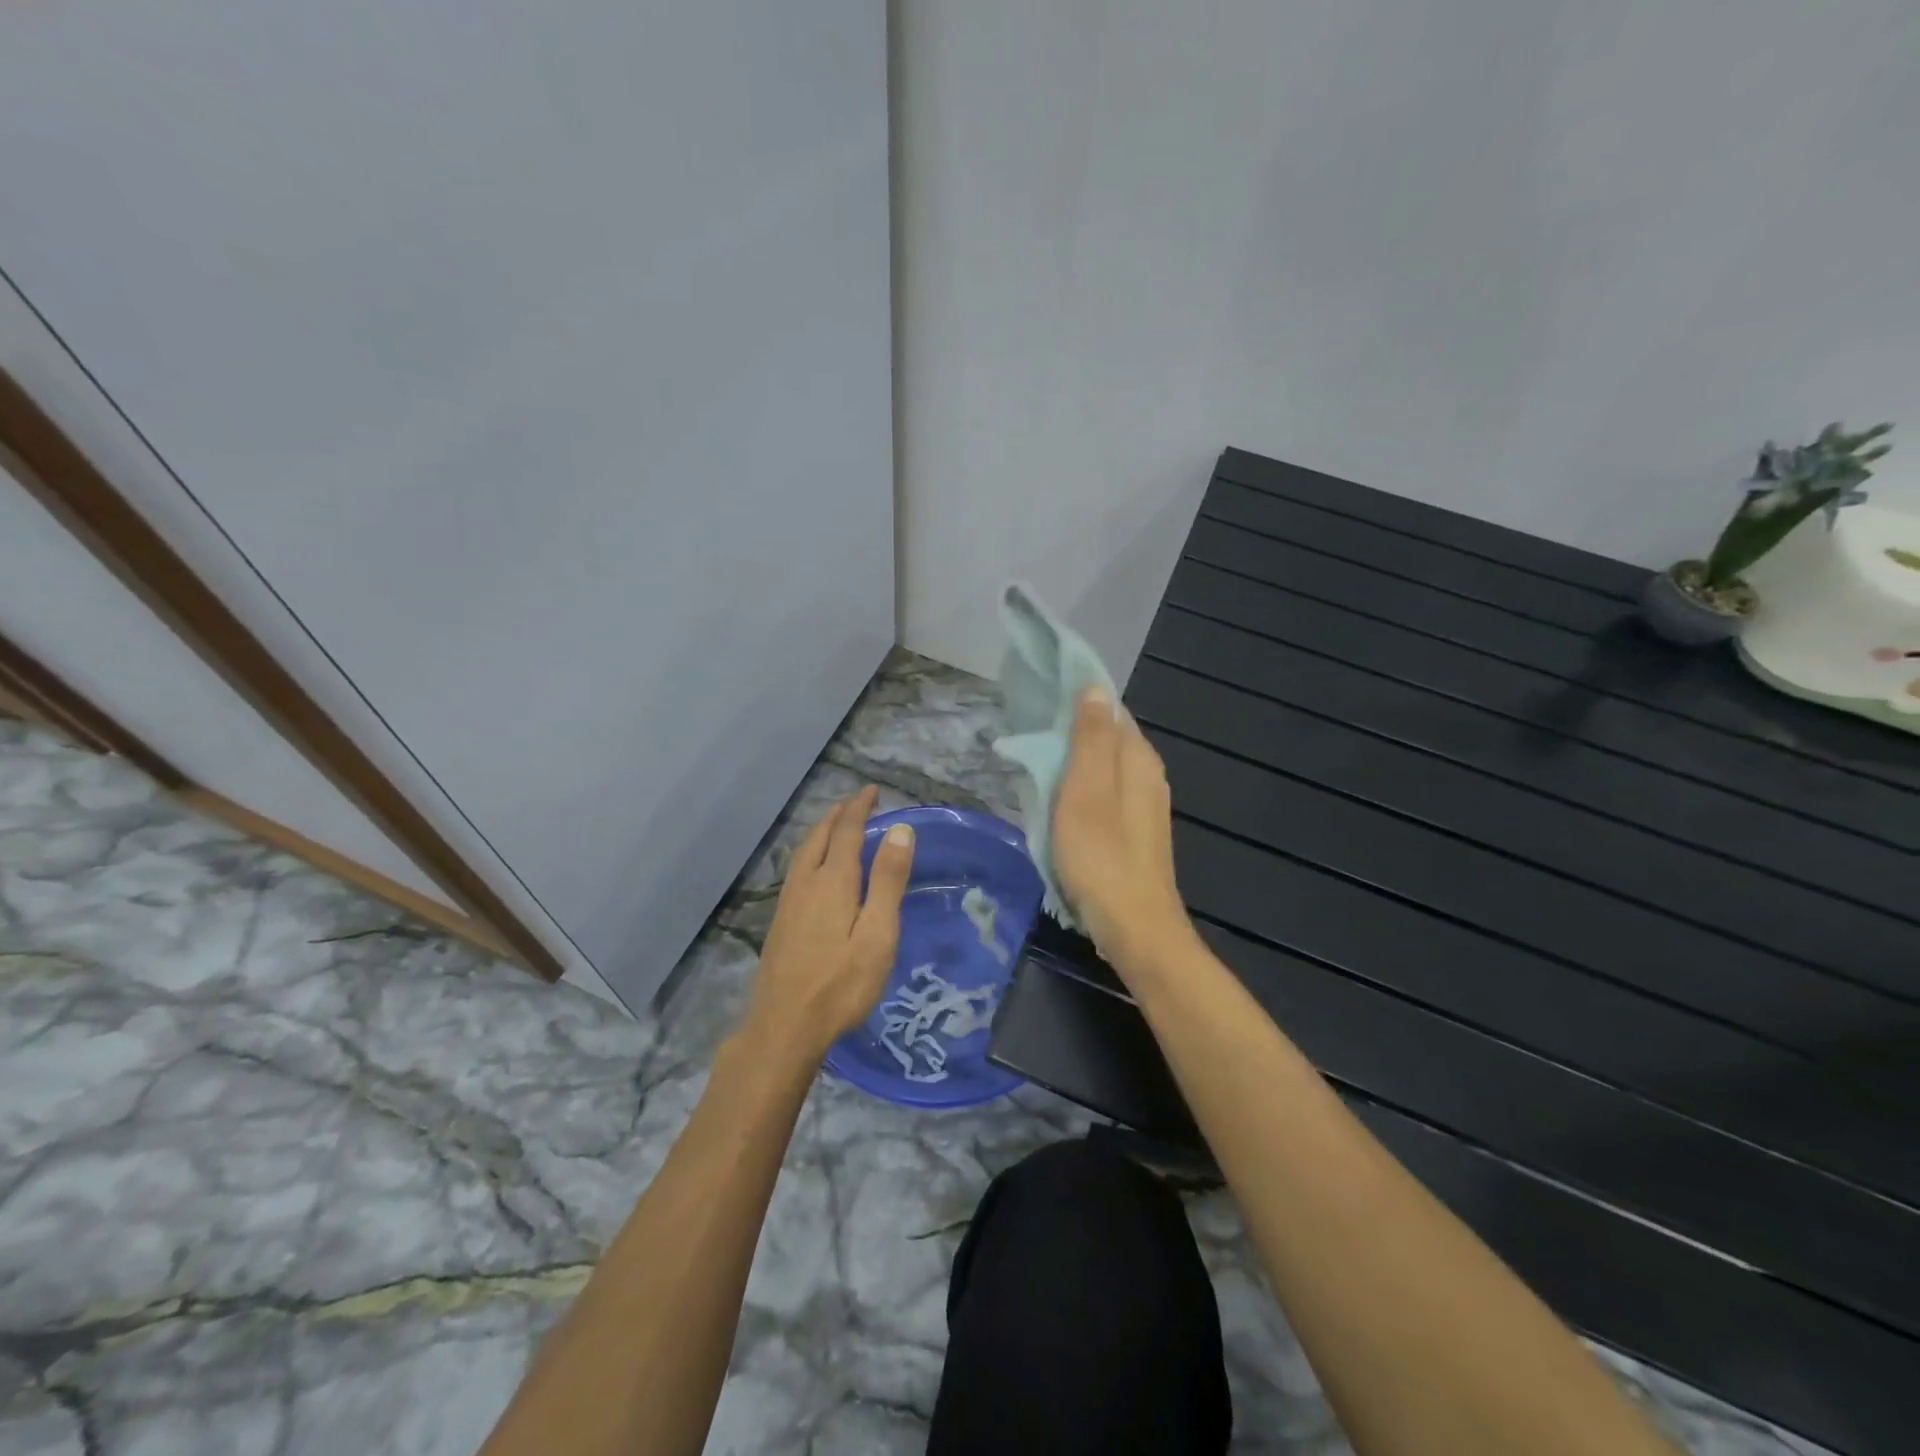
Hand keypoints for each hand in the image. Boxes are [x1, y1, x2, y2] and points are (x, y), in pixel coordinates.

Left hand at [742, 786, 914, 1061]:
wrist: (784, 1026)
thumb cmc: (841, 983)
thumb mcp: (878, 934)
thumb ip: (888, 880)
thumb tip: (900, 829)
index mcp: (832, 881)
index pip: (846, 830)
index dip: (860, 807)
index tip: (873, 790)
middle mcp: (806, 882)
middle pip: (820, 835)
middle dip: (839, 814)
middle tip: (857, 801)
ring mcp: (788, 901)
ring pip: (804, 851)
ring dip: (822, 830)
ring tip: (837, 824)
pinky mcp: (781, 920)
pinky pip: (797, 868)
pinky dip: (812, 851)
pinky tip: (816, 867)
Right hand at [1053, 686, 1197, 980]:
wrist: (1133, 927)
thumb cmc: (1102, 855)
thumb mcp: (1087, 790)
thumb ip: (1091, 738)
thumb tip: (1095, 687)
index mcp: (1138, 758)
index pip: (1110, 709)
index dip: (1078, 697)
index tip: (1040, 692)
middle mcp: (1147, 775)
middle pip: (1107, 737)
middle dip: (1071, 728)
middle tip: (1027, 728)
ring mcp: (1143, 806)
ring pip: (1104, 767)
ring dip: (1072, 759)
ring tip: (1034, 759)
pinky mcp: (1133, 831)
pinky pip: (1103, 793)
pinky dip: (1079, 787)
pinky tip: (1057, 798)